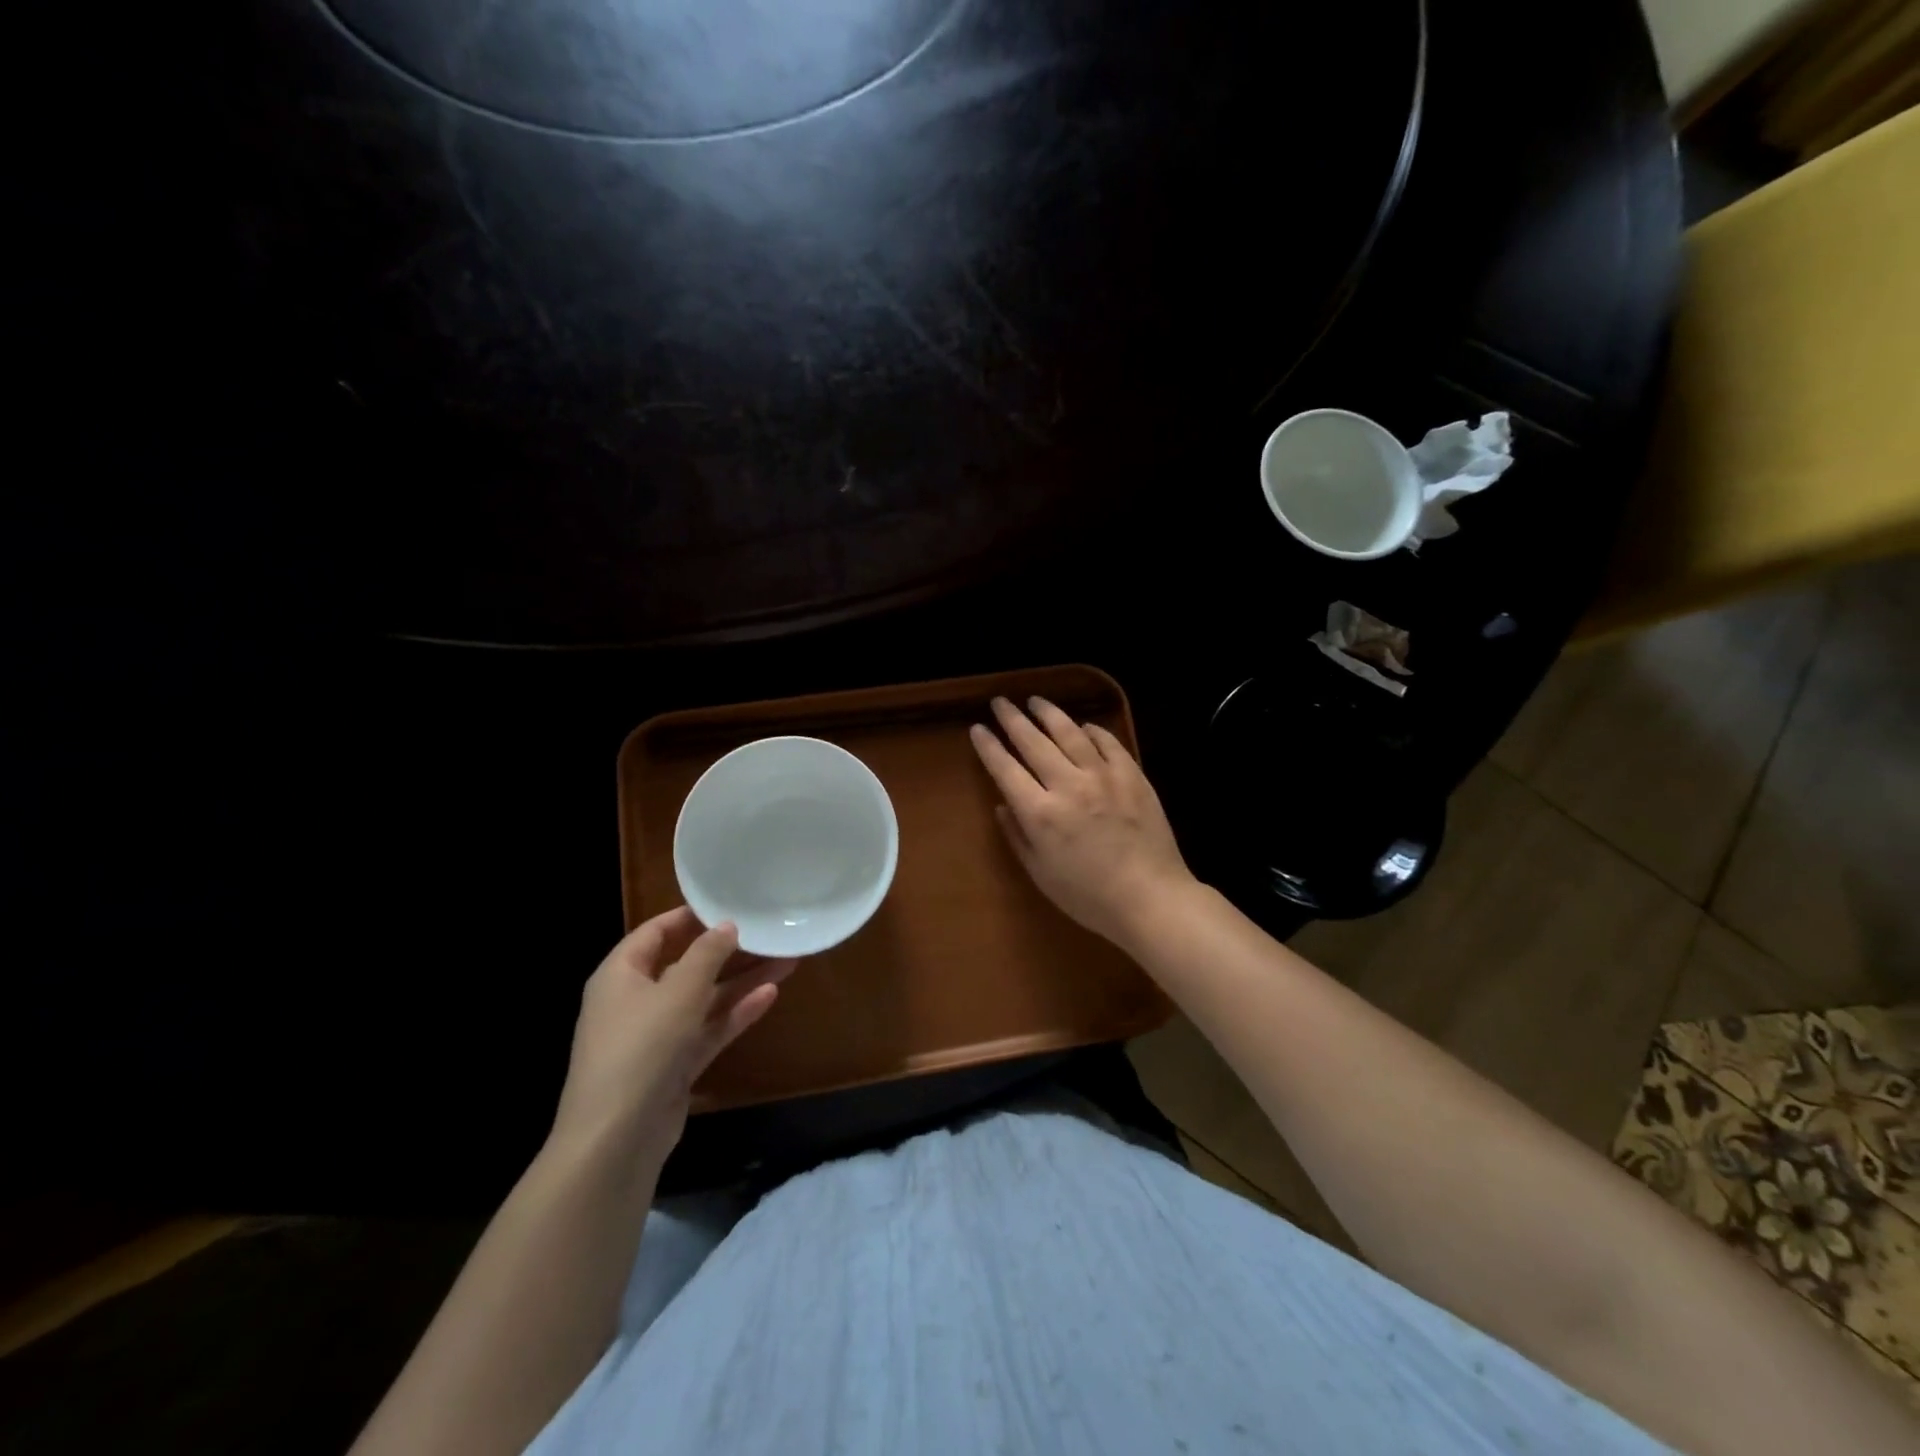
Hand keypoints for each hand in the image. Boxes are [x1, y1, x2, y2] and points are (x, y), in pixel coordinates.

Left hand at [546, 908, 796, 1173]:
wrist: (617, 1139)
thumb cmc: (641, 1046)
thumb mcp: (678, 990)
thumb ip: (706, 954)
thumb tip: (727, 926)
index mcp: (620, 975)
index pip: (655, 932)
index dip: (690, 917)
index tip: (729, 904)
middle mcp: (636, 1000)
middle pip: (686, 965)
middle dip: (728, 951)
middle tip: (767, 932)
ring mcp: (656, 1036)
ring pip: (704, 999)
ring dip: (741, 981)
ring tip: (786, 959)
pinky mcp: (675, 1065)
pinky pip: (709, 1029)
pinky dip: (736, 1013)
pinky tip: (771, 994)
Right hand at [969, 695, 1196, 948]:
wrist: (1151, 898)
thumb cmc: (1089, 897)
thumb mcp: (1041, 874)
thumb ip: (1018, 836)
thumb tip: (1002, 805)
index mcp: (1040, 813)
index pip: (1005, 769)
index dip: (988, 746)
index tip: (977, 728)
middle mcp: (1068, 785)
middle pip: (1033, 742)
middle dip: (1012, 719)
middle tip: (1000, 703)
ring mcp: (1103, 776)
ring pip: (1070, 733)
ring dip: (1049, 714)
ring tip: (1035, 701)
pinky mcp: (1131, 775)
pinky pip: (1108, 742)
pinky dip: (1092, 730)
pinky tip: (1083, 725)